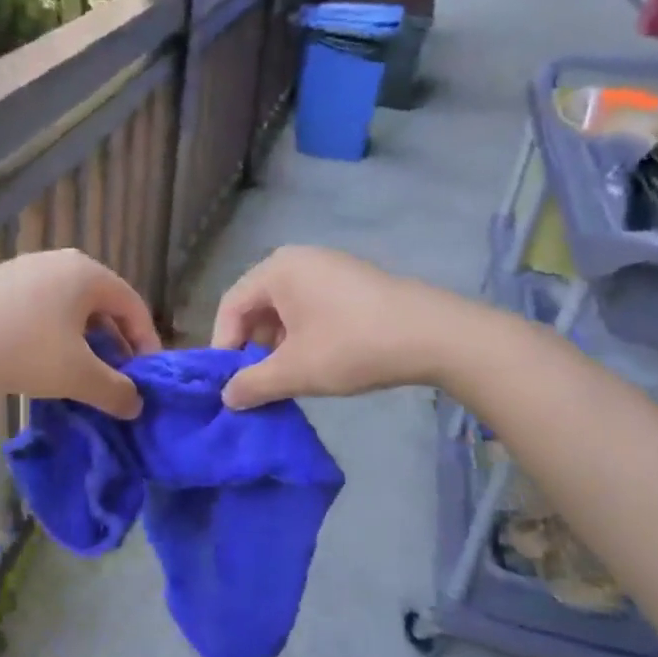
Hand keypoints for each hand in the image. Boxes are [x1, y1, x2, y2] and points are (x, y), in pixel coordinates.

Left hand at [0, 249, 161, 417]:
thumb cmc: (18, 348)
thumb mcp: (75, 375)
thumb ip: (115, 390)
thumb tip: (136, 404)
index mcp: (87, 274)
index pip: (134, 306)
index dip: (147, 345)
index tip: (146, 381)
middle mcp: (60, 263)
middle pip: (103, 307)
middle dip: (114, 347)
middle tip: (115, 383)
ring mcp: (25, 270)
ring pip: (70, 311)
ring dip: (83, 346)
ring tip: (80, 379)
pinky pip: (41, 311)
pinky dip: (54, 338)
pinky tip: (41, 366)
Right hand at [211, 246, 453, 408]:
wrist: (433, 335)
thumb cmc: (352, 346)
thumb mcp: (295, 371)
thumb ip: (253, 384)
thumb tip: (228, 397)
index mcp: (277, 270)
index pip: (231, 305)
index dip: (223, 345)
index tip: (227, 381)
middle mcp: (299, 259)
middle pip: (257, 304)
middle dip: (252, 345)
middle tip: (256, 381)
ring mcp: (329, 267)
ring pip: (285, 308)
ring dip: (277, 343)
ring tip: (286, 376)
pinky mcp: (352, 281)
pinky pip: (311, 305)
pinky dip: (303, 333)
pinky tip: (316, 360)